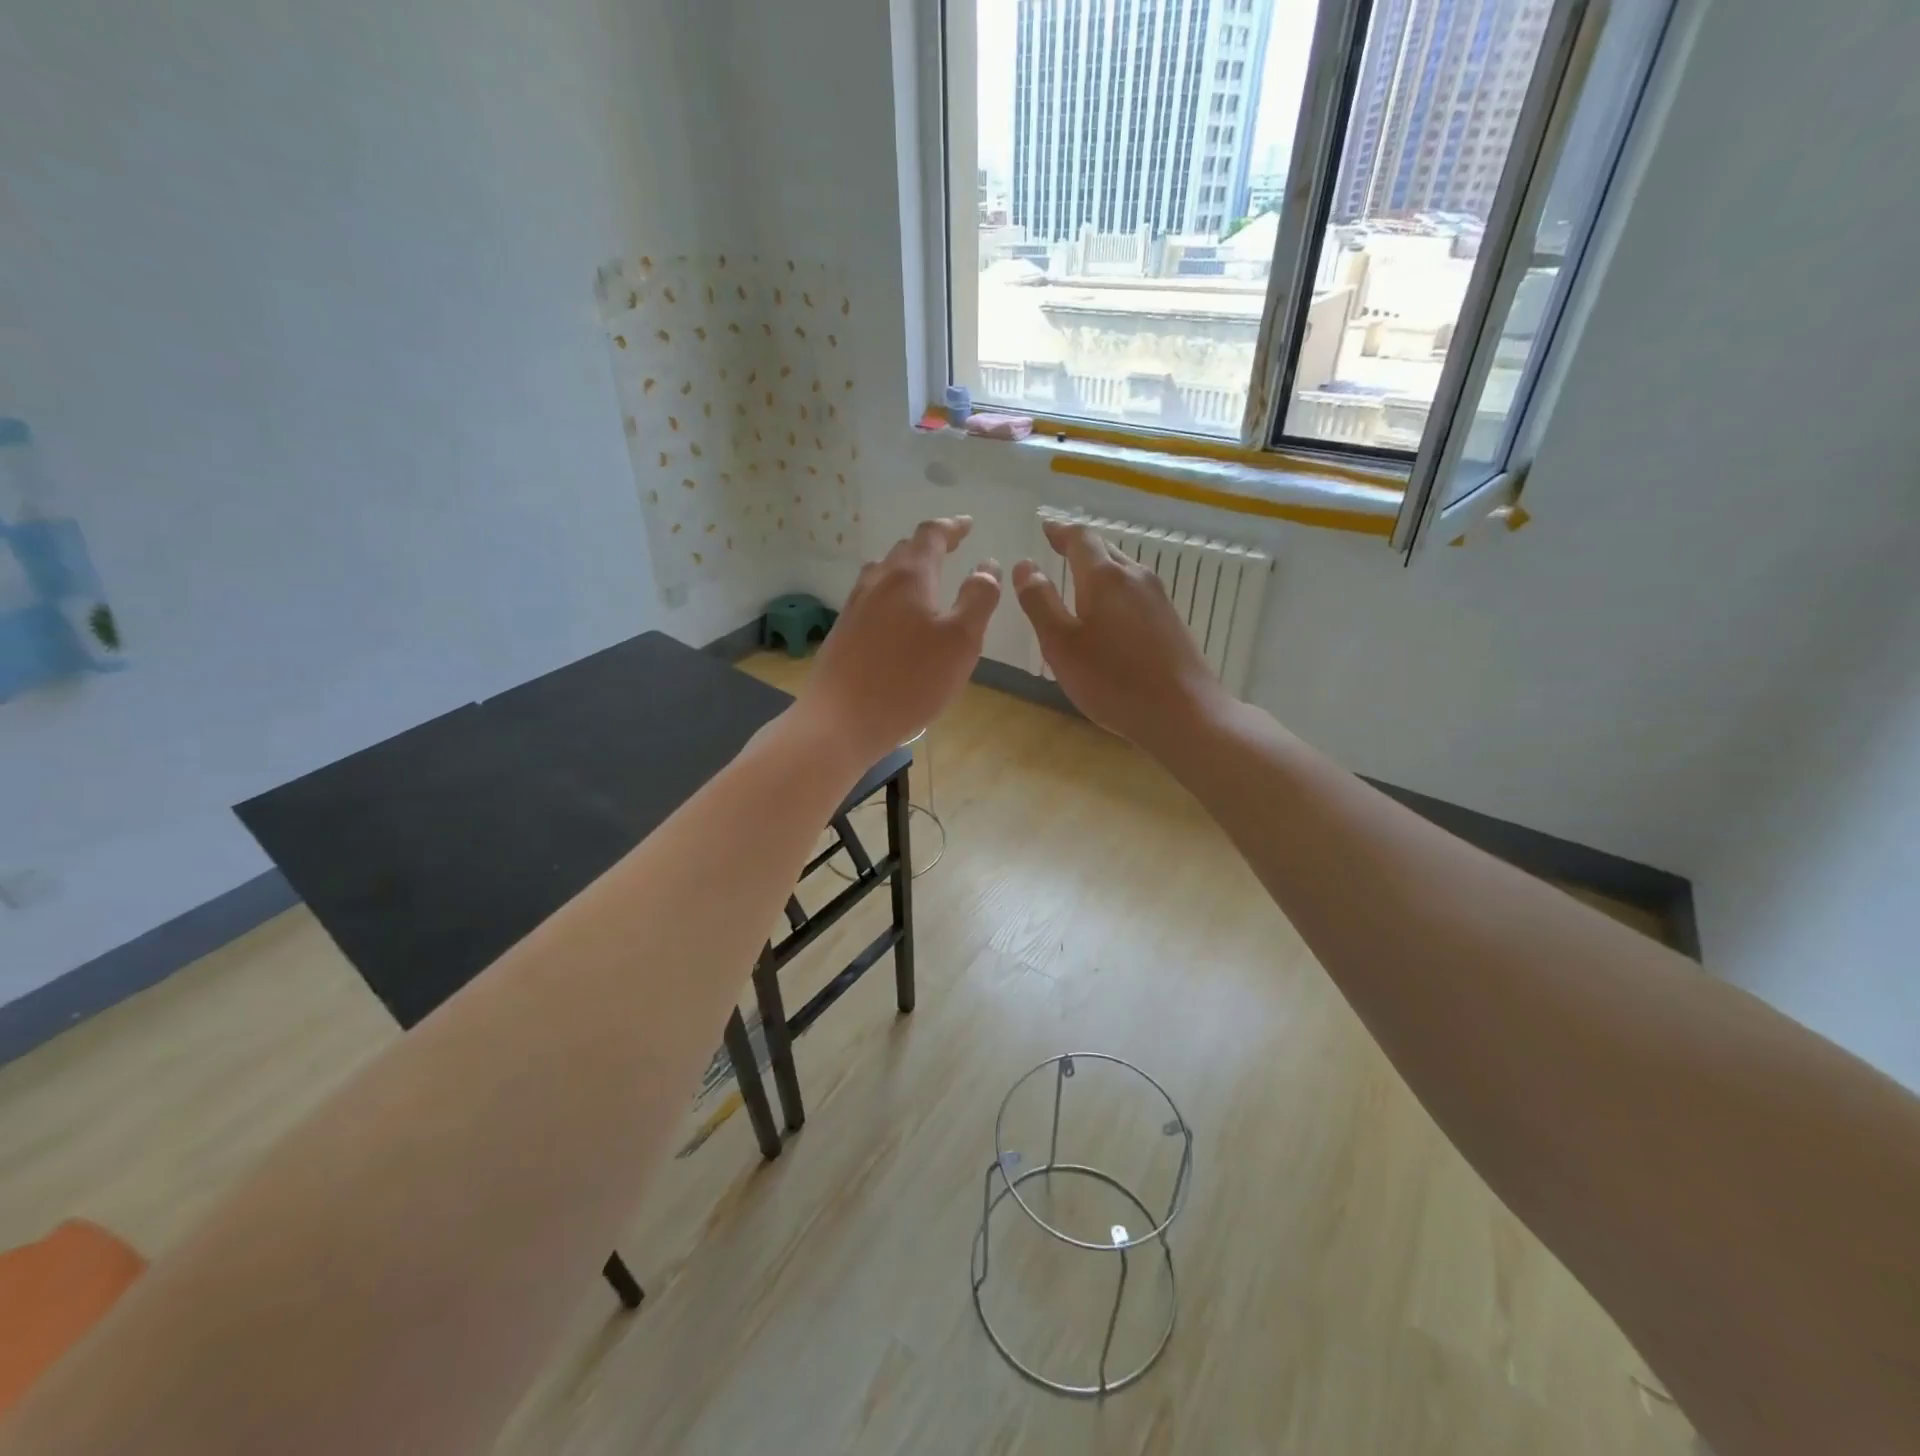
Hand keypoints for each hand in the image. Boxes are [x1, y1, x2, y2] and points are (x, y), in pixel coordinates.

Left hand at [798, 516, 1000, 766]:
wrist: (840, 721)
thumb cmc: (909, 681)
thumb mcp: (961, 641)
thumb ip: (978, 599)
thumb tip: (987, 565)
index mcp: (909, 576)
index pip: (931, 534)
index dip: (952, 527)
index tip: (968, 524)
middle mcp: (877, 582)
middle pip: (904, 551)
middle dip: (931, 547)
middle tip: (953, 550)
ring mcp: (854, 607)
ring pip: (883, 574)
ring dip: (908, 570)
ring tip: (927, 581)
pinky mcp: (843, 632)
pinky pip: (872, 600)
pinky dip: (892, 596)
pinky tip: (898, 621)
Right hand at [1014, 518, 1230, 753]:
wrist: (1183, 713)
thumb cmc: (1113, 680)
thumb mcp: (1061, 644)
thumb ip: (1040, 602)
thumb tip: (1025, 565)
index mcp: (1105, 577)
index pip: (1080, 538)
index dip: (1060, 531)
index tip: (1045, 528)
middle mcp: (1135, 577)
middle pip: (1105, 550)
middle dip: (1079, 548)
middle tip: (1057, 550)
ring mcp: (1158, 598)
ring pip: (1123, 571)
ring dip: (1099, 569)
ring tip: (1079, 580)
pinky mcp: (1170, 621)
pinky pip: (1136, 592)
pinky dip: (1115, 591)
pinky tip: (1109, 614)